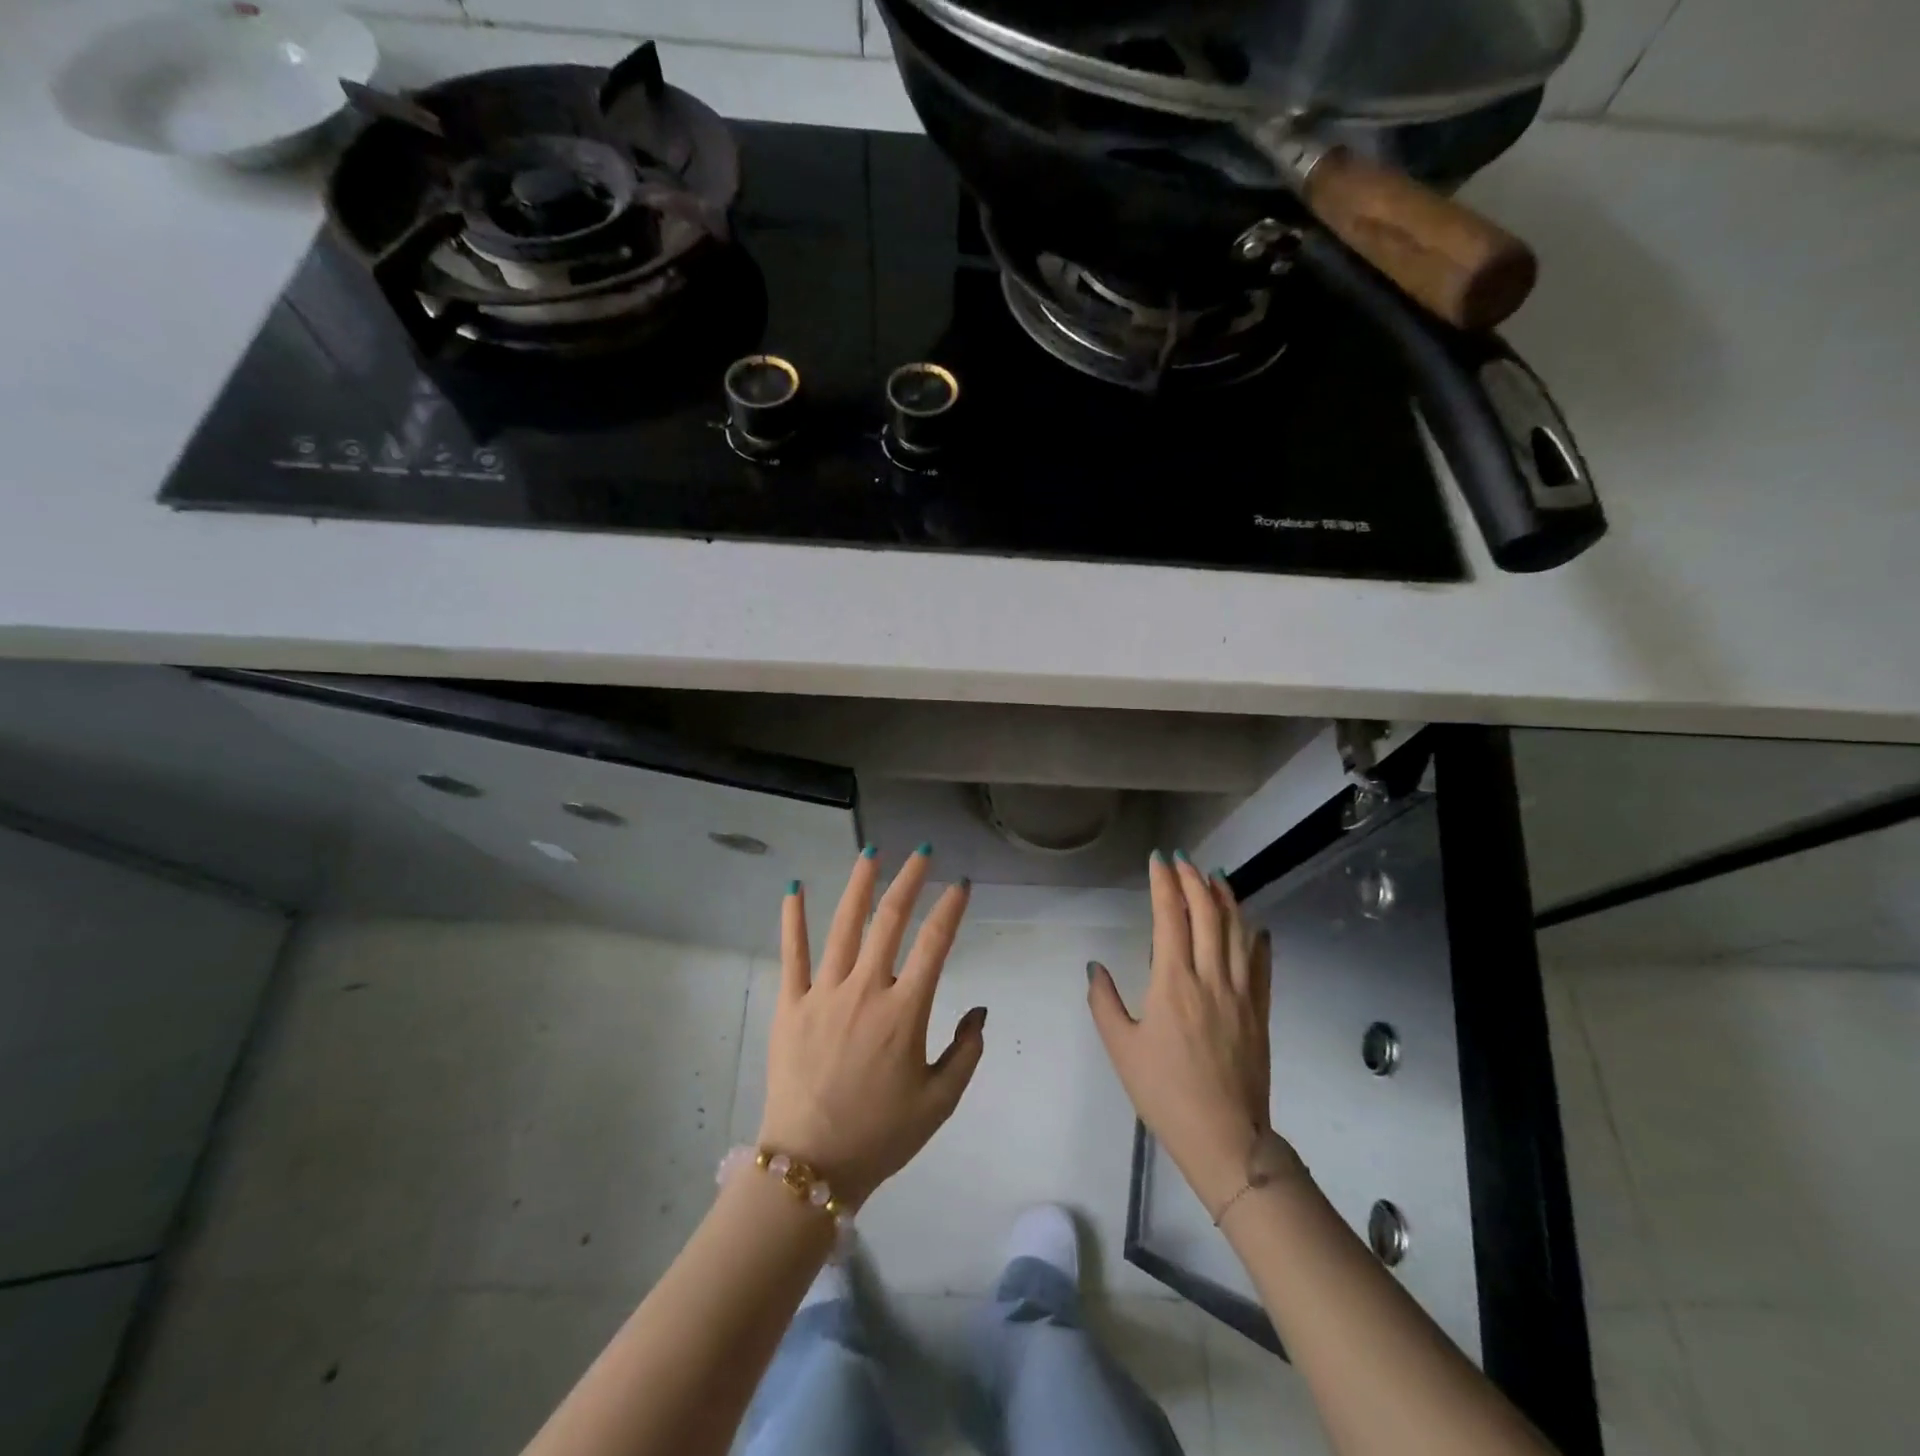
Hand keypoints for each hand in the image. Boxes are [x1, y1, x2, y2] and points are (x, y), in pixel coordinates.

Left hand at [757, 848, 985, 1207]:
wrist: (811, 1167)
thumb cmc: (881, 1135)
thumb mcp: (939, 1102)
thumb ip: (966, 1052)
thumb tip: (980, 1009)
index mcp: (905, 1012)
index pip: (935, 944)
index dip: (950, 909)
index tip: (961, 884)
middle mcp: (866, 990)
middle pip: (890, 920)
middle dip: (909, 880)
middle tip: (921, 852)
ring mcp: (824, 993)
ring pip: (844, 926)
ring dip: (859, 885)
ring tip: (871, 852)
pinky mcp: (791, 1004)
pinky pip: (792, 954)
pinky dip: (793, 919)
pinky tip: (794, 888)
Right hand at [1088, 852, 1286, 1215]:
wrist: (1224, 1137)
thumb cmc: (1164, 1092)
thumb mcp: (1121, 1048)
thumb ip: (1104, 1002)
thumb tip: (1095, 967)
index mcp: (1173, 982)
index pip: (1171, 916)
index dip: (1164, 883)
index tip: (1158, 860)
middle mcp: (1210, 977)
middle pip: (1208, 914)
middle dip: (1194, 880)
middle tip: (1183, 861)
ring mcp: (1241, 993)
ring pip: (1238, 931)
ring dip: (1226, 898)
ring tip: (1216, 877)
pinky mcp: (1260, 1011)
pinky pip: (1262, 963)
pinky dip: (1256, 937)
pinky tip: (1253, 925)